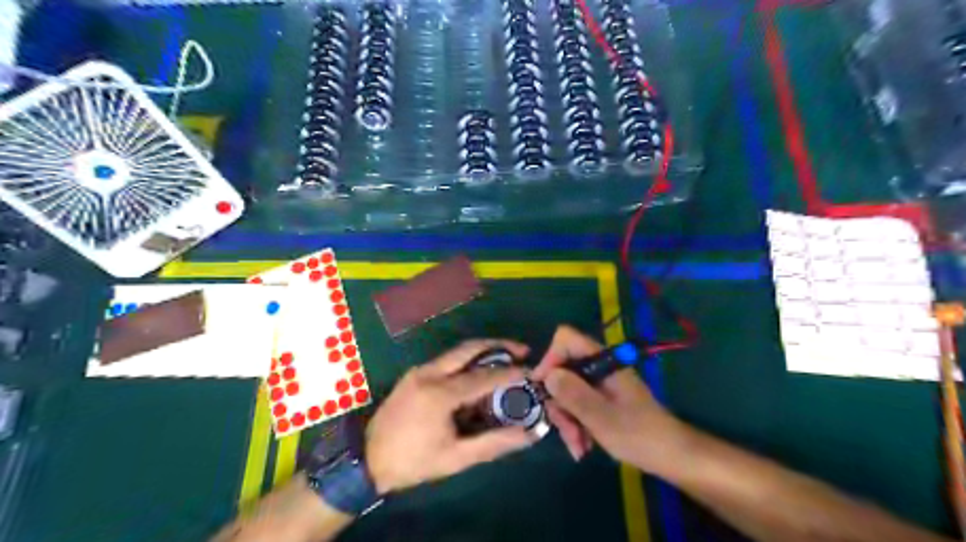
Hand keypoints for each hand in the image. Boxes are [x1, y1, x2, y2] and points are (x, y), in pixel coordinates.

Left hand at [369, 340, 539, 493]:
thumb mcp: (456, 458)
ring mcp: (419, 370)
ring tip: (507, 358)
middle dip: (499, 345)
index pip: (484, 376)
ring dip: (484, 351)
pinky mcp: (414, 373)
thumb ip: (494, 443)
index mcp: (440, 393)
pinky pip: (447, 360)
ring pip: (458, 351)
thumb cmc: (413, 461)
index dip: (511, 373)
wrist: (366, 458)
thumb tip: (528, 435)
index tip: (532, 371)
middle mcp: (430, 372)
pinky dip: (468, 360)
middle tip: (522, 350)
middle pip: (470, 348)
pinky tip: (479, 372)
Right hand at [537, 326, 685, 473]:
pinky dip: (576, 424)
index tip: (543, 388)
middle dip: (558, 401)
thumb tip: (547, 375)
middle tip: (565, 430)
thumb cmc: (640, 435)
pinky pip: (577, 404)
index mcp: (603, 361)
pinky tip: (582, 446)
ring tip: (577, 447)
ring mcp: (599, 383)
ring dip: (566, 419)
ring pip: (567, 390)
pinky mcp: (601, 398)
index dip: (550, 358)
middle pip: (562, 370)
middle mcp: (598, 367)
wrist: (671, 456)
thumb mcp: (602, 418)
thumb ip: (574, 394)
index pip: (566, 339)